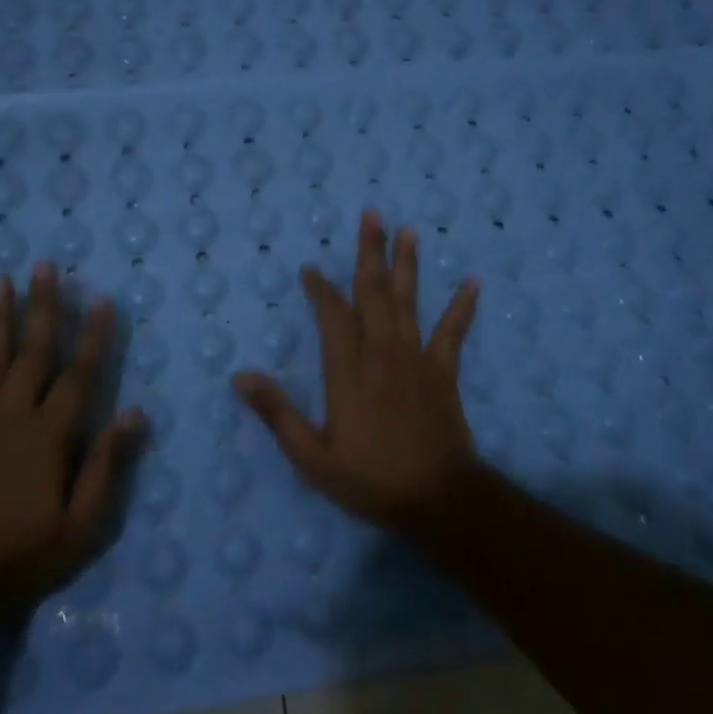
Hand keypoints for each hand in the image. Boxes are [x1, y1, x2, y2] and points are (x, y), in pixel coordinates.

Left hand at [0, 264, 144, 613]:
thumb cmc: (23, 554)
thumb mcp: (82, 524)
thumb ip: (107, 465)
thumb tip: (135, 414)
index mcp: (51, 435)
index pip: (79, 374)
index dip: (93, 336)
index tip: (101, 298)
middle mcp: (14, 415)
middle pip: (32, 351)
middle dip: (42, 306)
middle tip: (45, 265)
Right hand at [233, 212, 480, 528]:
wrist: (437, 499)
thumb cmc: (371, 480)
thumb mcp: (312, 457)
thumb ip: (278, 414)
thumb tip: (240, 377)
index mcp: (348, 373)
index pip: (332, 317)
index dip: (321, 289)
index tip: (311, 269)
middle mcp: (382, 355)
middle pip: (373, 294)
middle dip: (370, 253)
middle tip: (371, 215)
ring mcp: (416, 360)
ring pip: (408, 302)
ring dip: (407, 265)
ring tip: (408, 231)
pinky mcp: (443, 372)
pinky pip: (453, 332)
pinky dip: (462, 306)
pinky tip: (472, 281)